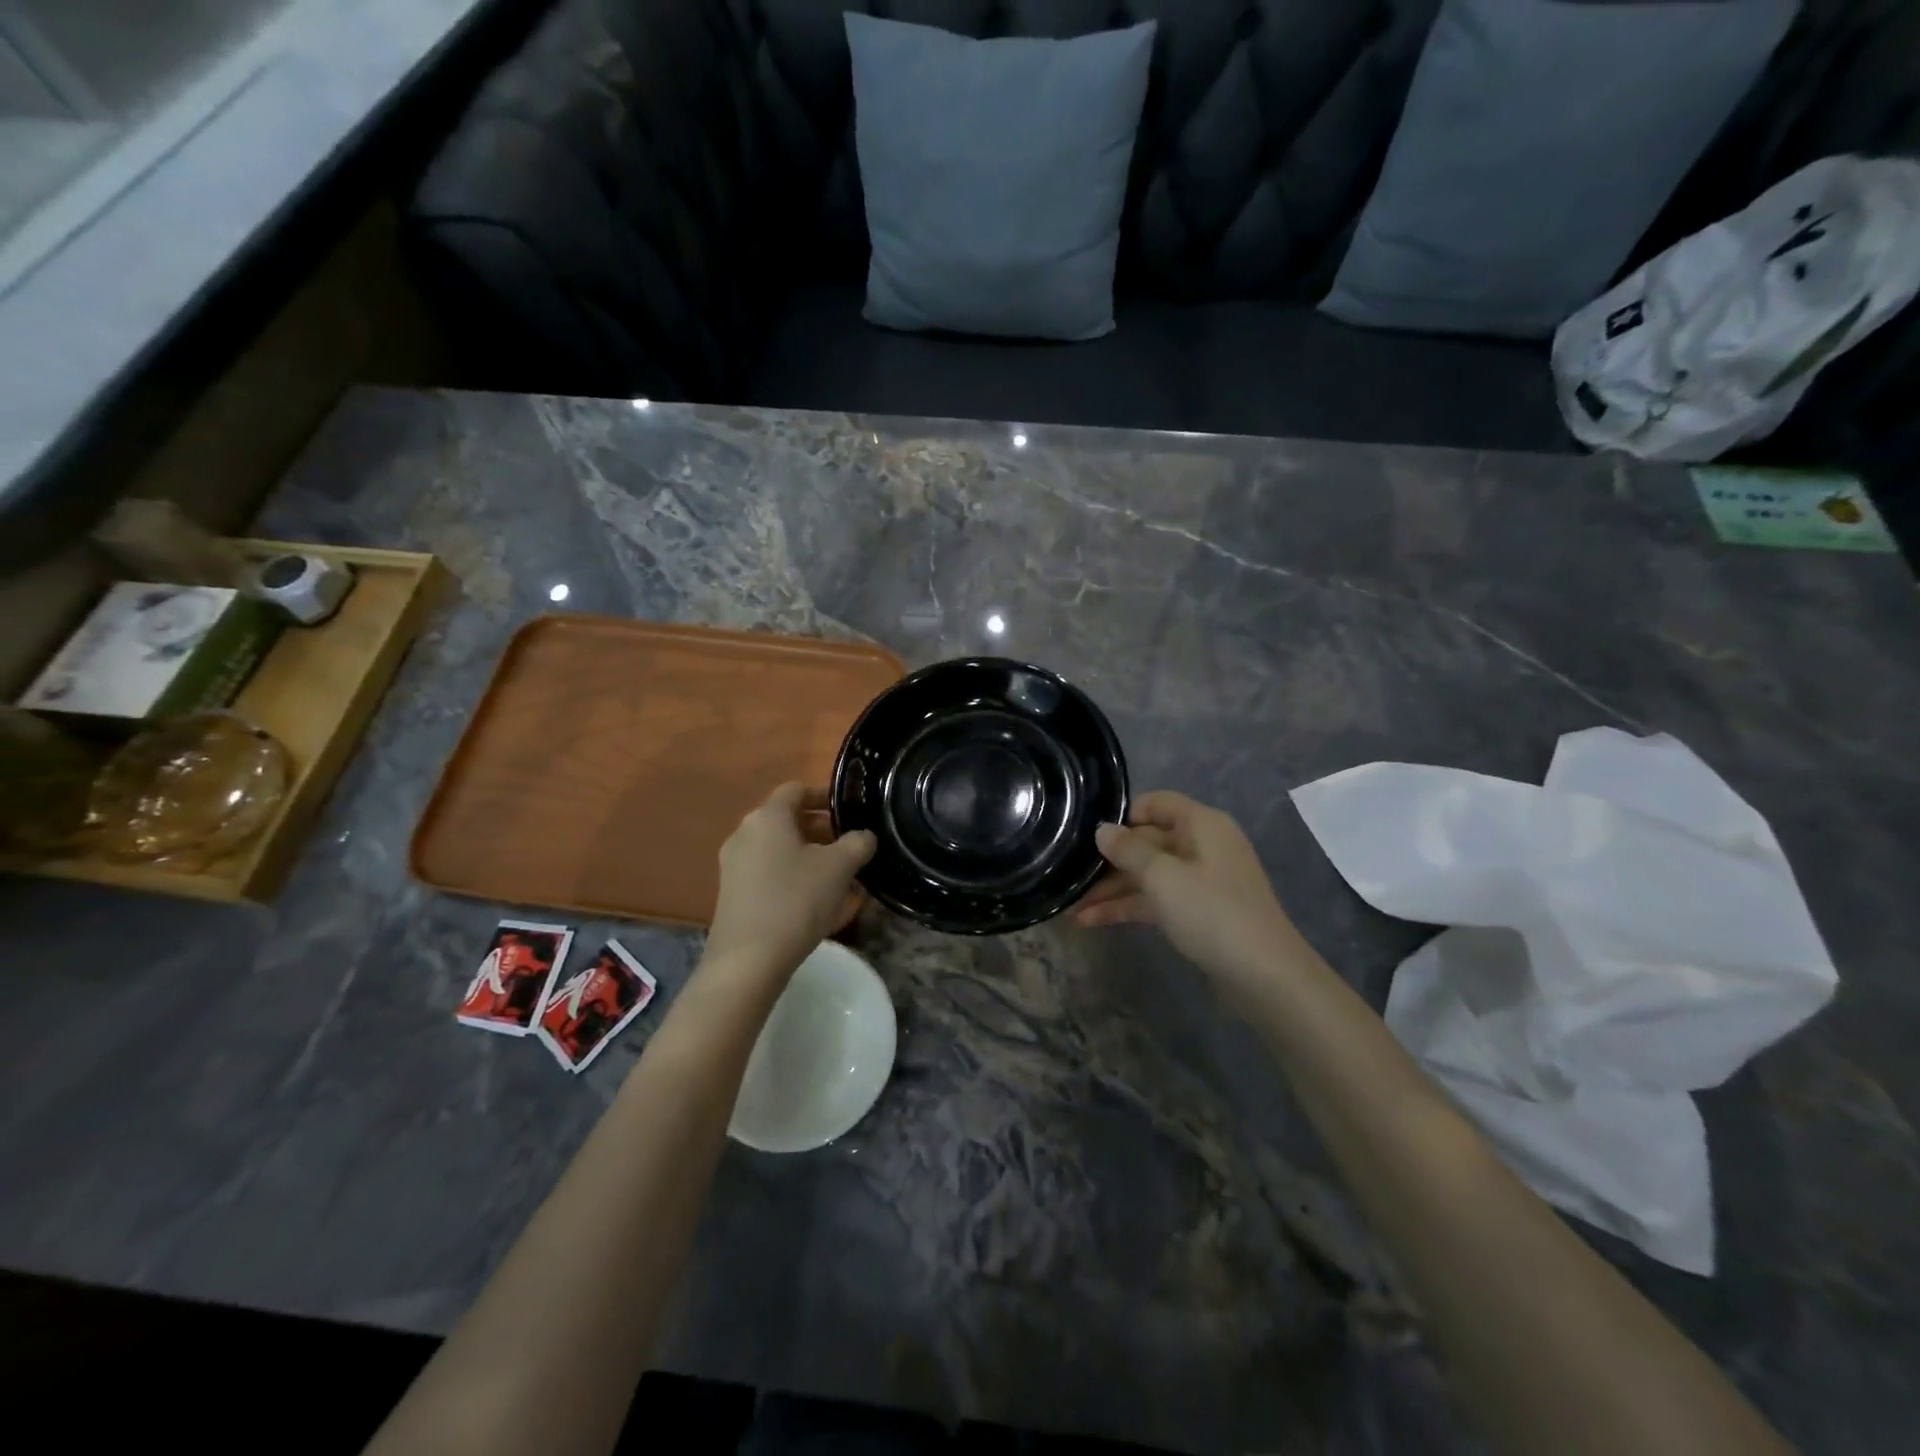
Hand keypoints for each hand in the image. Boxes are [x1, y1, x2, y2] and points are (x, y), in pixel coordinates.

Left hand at [704, 783, 876, 981]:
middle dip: (820, 829)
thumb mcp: (840, 868)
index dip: (824, 794)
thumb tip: (864, 836)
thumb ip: (858, 843)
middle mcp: (745, 833)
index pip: (796, 789)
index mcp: (768, 817)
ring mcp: (734, 865)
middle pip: (787, 819)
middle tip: (850, 845)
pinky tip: (816, 900)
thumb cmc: (796, 901)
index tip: (848, 810)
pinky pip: (768, 872)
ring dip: (808, 854)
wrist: (748, 961)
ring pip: (778, 848)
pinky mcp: (732, 893)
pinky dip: (793, 875)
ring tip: (839, 876)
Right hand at [1075, 791, 1295, 985]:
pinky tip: (1092, 921)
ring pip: (1147, 875)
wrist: (1265, 977)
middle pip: (1147, 841)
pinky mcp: (1197, 913)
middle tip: (1068, 874)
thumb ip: (1128, 850)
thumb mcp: (1163, 877)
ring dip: (1111, 889)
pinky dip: (1127, 908)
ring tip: (1071, 907)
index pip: (1156, 803)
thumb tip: (1102, 830)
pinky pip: (1156, 900)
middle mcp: (1202, 846)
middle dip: (1108, 860)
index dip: (1122, 814)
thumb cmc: (1212, 913)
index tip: (1088, 833)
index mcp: (1201, 825)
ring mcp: (1200, 881)